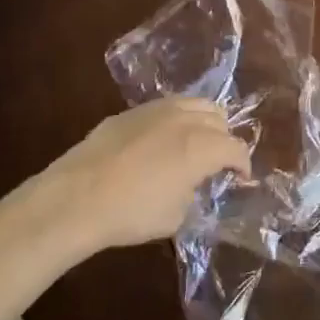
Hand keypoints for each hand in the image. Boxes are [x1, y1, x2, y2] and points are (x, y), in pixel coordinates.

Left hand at [0, 98, 249, 257]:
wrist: (76, 198)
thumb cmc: (132, 213)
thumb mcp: (177, 216)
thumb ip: (194, 194)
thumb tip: (193, 185)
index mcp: (203, 146)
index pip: (236, 149)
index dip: (243, 165)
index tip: (240, 179)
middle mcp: (186, 119)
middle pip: (220, 119)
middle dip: (224, 140)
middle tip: (216, 163)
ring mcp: (157, 110)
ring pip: (195, 104)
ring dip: (204, 122)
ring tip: (195, 143)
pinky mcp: (130, 111)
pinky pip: (166, 107)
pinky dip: (175, 120)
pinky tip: (162, 140)